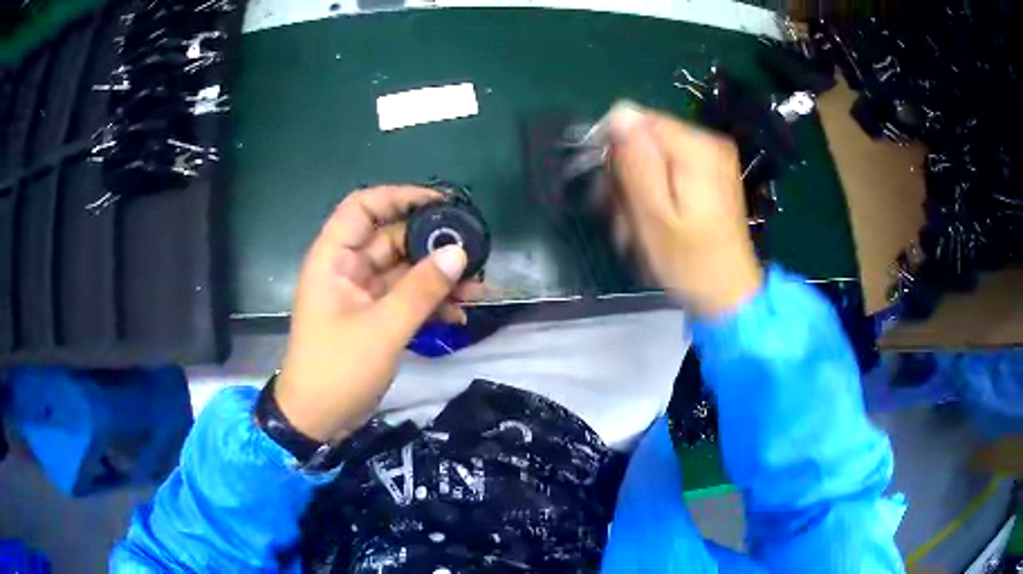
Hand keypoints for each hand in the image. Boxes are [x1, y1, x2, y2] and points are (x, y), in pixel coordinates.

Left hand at [275, 186, 482, 442]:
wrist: (318, 420)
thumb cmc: (338, 370)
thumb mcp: (382, 329)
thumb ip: (421, 290)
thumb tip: (459, 253)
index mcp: (334, 259)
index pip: (363, 207)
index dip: (399, 197)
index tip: (441, 203)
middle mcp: (347, 269)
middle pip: (392, 239)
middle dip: (432, 246)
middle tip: (473, 256)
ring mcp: (361, 294)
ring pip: (404, 271)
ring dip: (438, 278)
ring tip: (477, 290)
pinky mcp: (374, 317)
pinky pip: (406, 298)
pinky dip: (431, 303)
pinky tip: (459, 315)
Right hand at [607, 101, 762, 316]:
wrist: (728, 294)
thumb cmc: (689, 262)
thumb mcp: (654, 216)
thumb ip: (636, 161)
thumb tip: (620, 112)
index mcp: (697, 148)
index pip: (638, 121)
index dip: (615, 150)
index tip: (610, 190)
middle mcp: (708, 143)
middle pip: (646, 137)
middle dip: (625, 173)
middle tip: (623, 216)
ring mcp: (713, 157)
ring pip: (653, 154)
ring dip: (636, 186)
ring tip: (637, 225)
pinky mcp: (711, 172)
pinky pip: (668, 167)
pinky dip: (654, 191)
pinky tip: (654, 219)